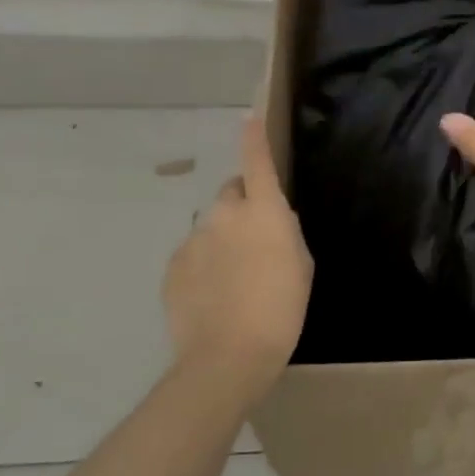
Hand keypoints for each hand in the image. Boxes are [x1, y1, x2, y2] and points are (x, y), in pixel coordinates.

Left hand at [162, 113, 313, 403]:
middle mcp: (225, 215)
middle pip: (232, 193)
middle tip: (256, 241)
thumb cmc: (281, 309)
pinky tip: (214, 295)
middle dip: (243, 205)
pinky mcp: (174, 265)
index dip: (254, 139)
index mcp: (264, 212)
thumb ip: (285, 233)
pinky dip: (204, 264)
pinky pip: (193, 253)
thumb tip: (272, 221)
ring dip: (223, 239)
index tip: (249, 120)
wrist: (228, 355)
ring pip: (212, 226)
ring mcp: (194, 239)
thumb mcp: (301, 266)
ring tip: (234, 280)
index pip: (257, 163)